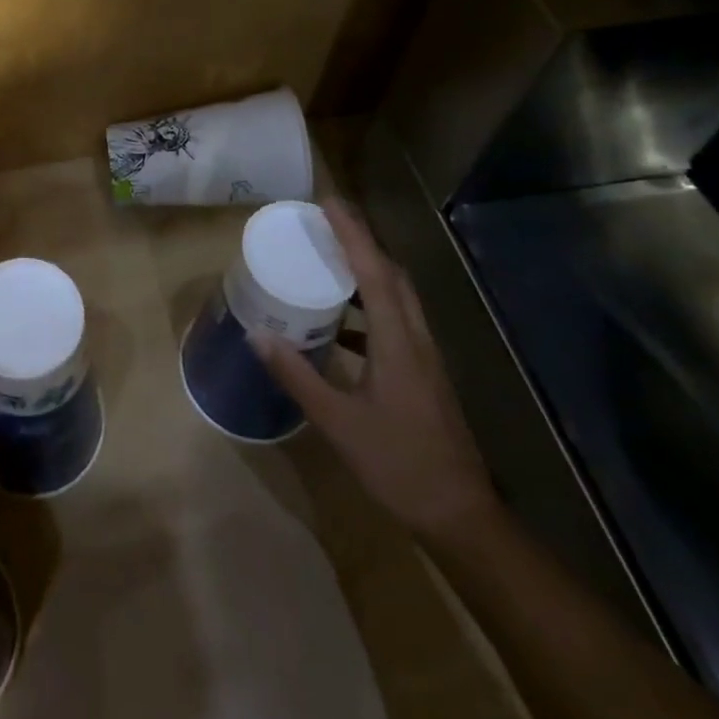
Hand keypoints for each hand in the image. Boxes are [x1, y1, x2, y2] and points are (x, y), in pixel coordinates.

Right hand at [251, 198, 499, 539]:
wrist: (460, 515)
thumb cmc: (398, 465)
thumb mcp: (338, 423)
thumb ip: (297, 376)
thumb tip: (258, 334)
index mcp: (398, 343)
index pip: (374, 272)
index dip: (352, 234)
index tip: (328, 202)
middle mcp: (416, 339)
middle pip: (392, 275)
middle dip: (362, 242)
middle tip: (325, 223)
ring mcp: (425, 357)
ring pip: (398, 296)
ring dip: (368, 270)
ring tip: (330, 260)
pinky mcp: (424, 373)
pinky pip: (396, 320)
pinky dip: (370, 305)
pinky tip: (343, 324)